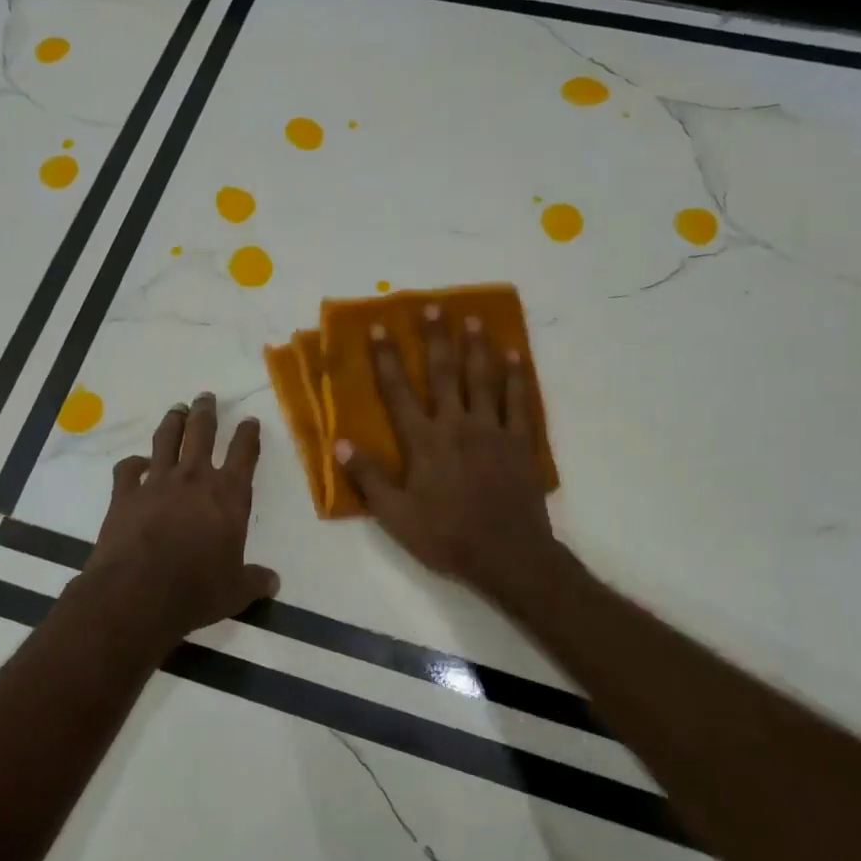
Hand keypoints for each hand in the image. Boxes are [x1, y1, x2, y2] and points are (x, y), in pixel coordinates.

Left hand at [86, 391, 279, 640]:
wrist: (138, 593)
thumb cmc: (196, 590)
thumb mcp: (235, 591)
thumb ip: (254, 581)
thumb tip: (274, 582)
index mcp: (228, 496)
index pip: (244, 454)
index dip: (248, 435)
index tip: (250, 421)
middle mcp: (194, 479)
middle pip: (201, 433)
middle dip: (205, 412)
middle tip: (205, 397)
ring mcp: (157, 483)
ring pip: (166, 440)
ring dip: (173, 422)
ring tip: (177, 409)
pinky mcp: (125, 494)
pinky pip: (128, 469)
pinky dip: (133, 463)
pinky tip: (136, 462)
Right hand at [337, 309, 557, 599]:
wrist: (508, 555)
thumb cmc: (446, 536)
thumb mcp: (396, 515)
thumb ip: (369, 478)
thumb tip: (340, 443)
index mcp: (424, 441)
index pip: (398, 392)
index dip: (387, 359)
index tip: (378, 328)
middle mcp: (456, 425)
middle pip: (444, 373)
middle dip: (436, 338)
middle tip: (433, 306)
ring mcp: (492, 430)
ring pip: (483, 379)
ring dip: (476, 347)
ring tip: (473, 319)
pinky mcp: (520, 442)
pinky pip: (519, 401)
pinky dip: (517, 376)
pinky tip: (515, 354)